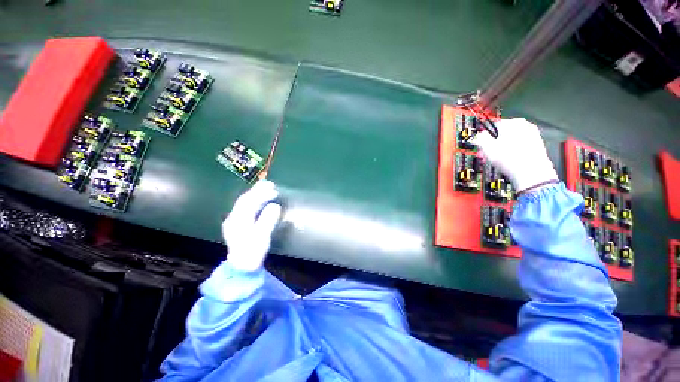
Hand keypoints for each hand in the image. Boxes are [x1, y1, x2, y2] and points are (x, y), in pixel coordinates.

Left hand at [222, 180, 281, 271]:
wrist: (242, 267)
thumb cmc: (252, 253)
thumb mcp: (261, 238)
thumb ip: (267, 221)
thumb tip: (275, 206)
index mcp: (237, 221)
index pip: (248, 203)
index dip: (260, 194)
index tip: (273, 189)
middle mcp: (233, 218)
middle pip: (245, 200)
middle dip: (257, 190)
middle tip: (270, 183)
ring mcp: (235, 221)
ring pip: (245, 203)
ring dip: (256, 194)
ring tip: (267, 187)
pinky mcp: (239, 224)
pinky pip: (246, 208)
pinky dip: (254, 200)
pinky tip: (261, 199)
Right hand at [471, 118, 557, 192]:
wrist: (531, 173)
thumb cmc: (511, 159)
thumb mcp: (486, 147)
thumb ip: (479, 138)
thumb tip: (477, 137)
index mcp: (513, 122)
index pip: (492, 126)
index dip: (483, 138)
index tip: (480, 146)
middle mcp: (525, 126)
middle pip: (502, 135)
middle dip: (492, 146)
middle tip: (486, 155)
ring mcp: (533, 137)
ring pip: (509, 142)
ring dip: (500, 150)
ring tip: (494, 160)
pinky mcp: (537, 148)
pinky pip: (518, 148)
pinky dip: (510, 154)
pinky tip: (506, 162)